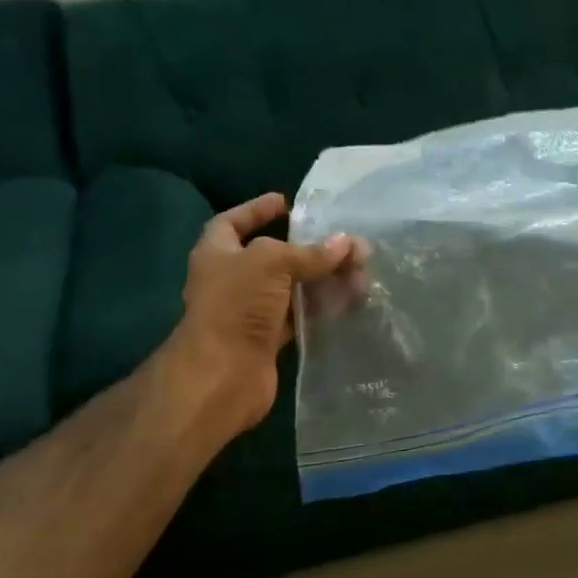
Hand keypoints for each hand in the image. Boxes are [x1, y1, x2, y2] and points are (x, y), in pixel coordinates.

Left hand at [170, 192, 357, 438]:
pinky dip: (322, 307)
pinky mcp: (268, 338)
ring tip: (359, 273)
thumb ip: (310, 252)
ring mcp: (249, 311)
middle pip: (274, 256)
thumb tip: (347, 244)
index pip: (233, 221)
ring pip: (292, 287)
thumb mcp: (271, 262)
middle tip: (344, 242)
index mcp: (217, 252)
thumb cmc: (236, 305)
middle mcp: (231, 279)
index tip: (287, 202)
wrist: (222, 374)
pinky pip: (300, 315)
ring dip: (323, 279)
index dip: (257, 210)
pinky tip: (349, 300)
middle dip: (309, 249)